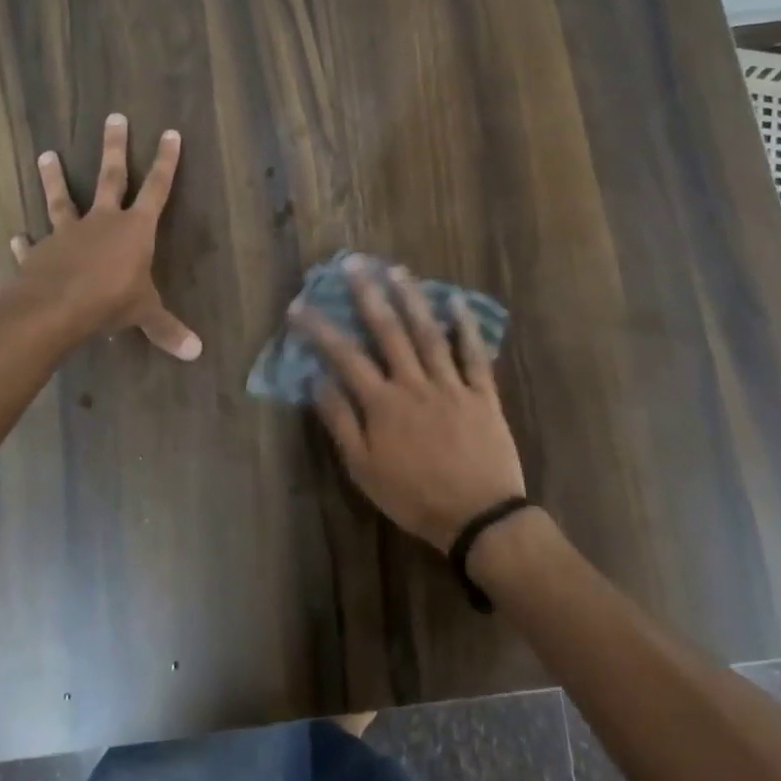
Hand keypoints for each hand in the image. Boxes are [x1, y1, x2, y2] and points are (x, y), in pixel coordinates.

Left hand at [7, 114, 201, 360]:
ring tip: (45, 153)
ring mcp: (67, 233)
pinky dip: (25, 241)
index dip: (166, 162)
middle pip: (111, 177)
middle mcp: (102, 222)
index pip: (157, 189)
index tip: (170, 133)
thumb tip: (197, 353)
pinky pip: (32, 244)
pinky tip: (15, 236)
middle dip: (115, 148)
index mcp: (135, 230)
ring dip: (54, 177)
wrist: (54, 309)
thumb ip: (168, 330)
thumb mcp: (145, 315)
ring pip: (62, 199)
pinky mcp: (40, 252)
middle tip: (113, 117)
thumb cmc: (109, 302)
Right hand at [291, 257, 524, 549]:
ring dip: (412, 298)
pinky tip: (456, 302)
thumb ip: (341, 422)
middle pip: (388, 331)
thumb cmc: (414, 497)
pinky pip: (473, 355)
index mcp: (383, 403)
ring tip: (397, 269)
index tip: (298, 305)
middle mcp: (414, 383)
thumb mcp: (364, 469)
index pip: (344, 356)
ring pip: (429, 333)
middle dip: (367, 294)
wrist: (478, 517)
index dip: (319, 329)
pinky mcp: (482, 394)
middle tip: (353, 263)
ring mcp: (451, 385)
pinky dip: (465, 327)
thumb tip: (317, 380)